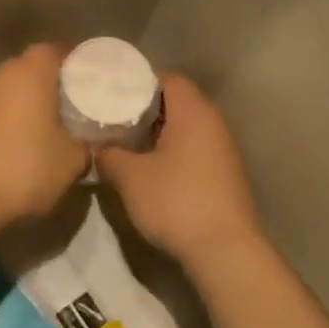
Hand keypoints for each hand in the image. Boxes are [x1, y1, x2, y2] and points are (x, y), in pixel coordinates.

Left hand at [0, 45, 88, 228]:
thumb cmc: (25, 170)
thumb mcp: (73, 160)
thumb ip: (86, 143)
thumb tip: (85, 141)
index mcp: (29, 73)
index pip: (55, 50)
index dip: (74, 62)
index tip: (90, 80)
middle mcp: (0, 76)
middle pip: (30, 67)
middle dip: (51, 83)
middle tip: (73, 105)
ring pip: (10, 89)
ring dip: (27, 102)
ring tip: (47, 126)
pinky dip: (8, 118)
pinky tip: (20, 144)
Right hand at [97, 74, 266, 271]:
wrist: (225, 250)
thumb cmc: (175, 202)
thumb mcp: (130, 177)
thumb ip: (110, 155)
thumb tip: (102, 148)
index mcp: (193, 112)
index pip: (167, 78)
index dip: (139, 80)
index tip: (113, 91)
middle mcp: (213, 122)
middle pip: (178, 100)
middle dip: (146, 106)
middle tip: (116, 116)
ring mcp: (224, 148)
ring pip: (188, 126)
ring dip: (160, 130)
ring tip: (130, 142)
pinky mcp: (226, 173)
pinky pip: (196, 147)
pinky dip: (175, 149)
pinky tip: (154, 167)